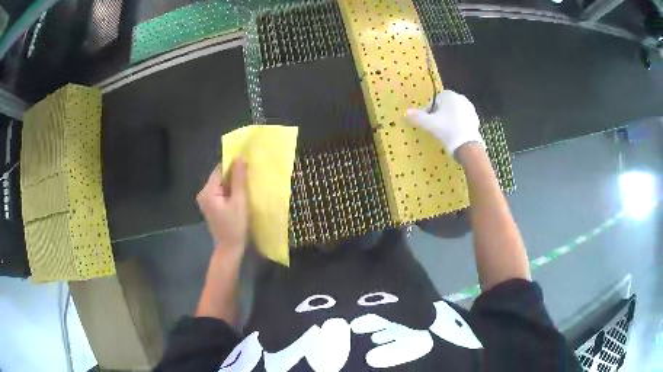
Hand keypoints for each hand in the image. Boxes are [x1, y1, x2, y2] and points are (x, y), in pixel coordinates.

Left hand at [196, 159, 247, 250]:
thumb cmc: (235, 225)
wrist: (230, 247)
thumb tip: (239, 157)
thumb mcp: (239, 201)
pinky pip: (220, 192)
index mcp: (208, 191)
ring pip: (221, 184)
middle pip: (219, 176)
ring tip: (245, 188)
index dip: (233, 166)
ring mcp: (205, 200)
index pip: (220, 169)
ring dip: (232, 184)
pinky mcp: (209, 205)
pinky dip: (229, 192)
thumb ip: (239, 178)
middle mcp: (203, 193)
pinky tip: (238, 197)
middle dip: (233, 176)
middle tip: (248, 179)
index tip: (247, 167)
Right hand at [406, 90, 483, 155]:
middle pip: (445, 106)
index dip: (429, 111)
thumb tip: (407, 112)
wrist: (468, 145)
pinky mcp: (476, 120)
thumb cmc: (447, 130)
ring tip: (444, 132)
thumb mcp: (429, 124)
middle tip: (435, 127)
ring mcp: (470, 109)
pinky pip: (463, 120)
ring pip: (454, 113)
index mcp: (449, 95)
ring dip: (449, 120)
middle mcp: (461, 98)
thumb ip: (417, 117)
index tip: (427, 122)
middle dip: (440, 114)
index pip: (434, 100)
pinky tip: (455, 135)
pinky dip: (458, 125)